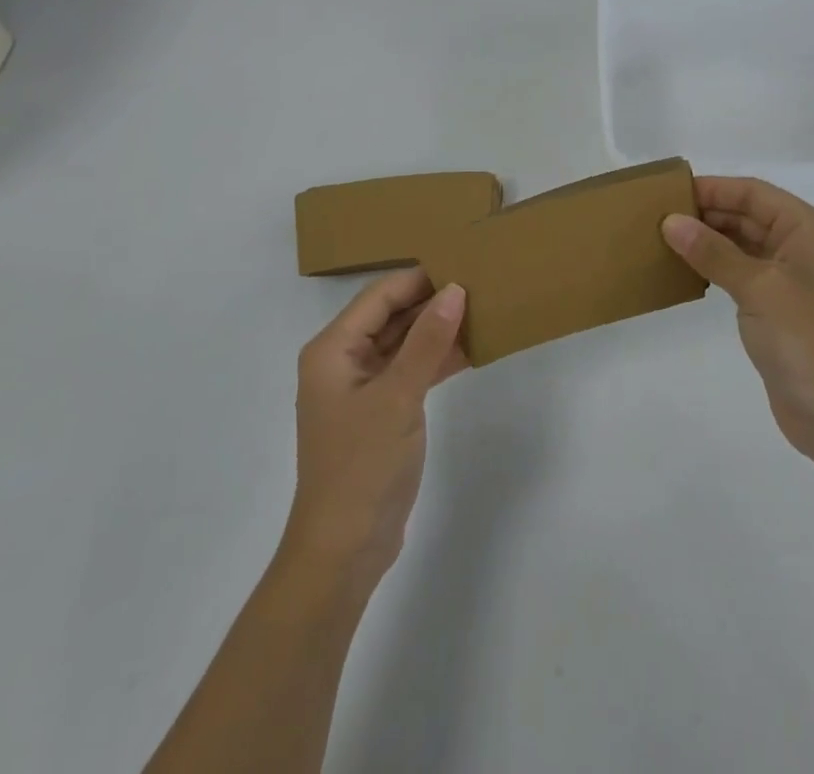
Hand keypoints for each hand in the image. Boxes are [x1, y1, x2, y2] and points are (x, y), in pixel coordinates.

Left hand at [282, 270, 467, 594]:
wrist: (345, 550)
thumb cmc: (362, 464)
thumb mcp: (399, 396)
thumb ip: (427, 341)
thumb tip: (455, 289)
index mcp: (333, 349)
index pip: (379, 296)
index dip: (419, 279)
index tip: (462, 263)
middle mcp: (342, 361)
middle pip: (389, 316)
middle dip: (430, 302)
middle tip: (478, 283)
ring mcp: (361, 388)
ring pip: (402, 343)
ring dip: (436, 331)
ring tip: (481, 309)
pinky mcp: (380, 412)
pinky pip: (409, 371)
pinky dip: (435, 360)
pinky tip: (470, 349)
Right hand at [663, 177, 813, 471]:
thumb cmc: (811, 340)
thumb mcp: (759, 288)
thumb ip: (713, 252)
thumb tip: (671, 221)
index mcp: (811, 230)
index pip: (754, 193)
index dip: (713, 189)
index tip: (668, 191)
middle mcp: (806, 248)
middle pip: (750, 216)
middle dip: (707, 214)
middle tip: (657, 217)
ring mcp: (796, 282)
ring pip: (745, 246)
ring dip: (709, 242)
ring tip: (664, 241)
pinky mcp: (783, 311)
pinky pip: (744, 276)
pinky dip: (717, 269)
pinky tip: (687, 272)